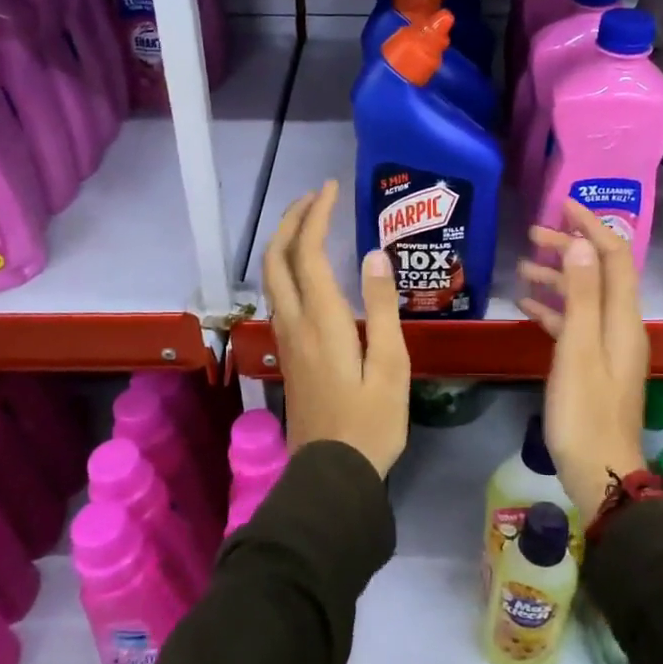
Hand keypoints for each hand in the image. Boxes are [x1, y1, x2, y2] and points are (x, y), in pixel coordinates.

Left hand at [261, 181, 410, 477]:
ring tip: (312, 224)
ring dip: (286, 242)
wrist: (332, 473)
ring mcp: (286, 339)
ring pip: (271, 278)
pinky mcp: (288, 354)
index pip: (308, 253)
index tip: (332, 189)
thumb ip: (381, 308)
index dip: (317, 216)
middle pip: (277, 259)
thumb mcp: (391, 365)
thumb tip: (373, 255)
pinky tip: (310, 270)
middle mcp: (295, 323)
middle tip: (316, 198)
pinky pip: (279, 296)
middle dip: (291, 221)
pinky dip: (288, 267)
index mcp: (321, 322)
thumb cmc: (371, 422)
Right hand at [516, 201, 649, 523]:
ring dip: (558, 277)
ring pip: (585, 297)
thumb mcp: (578, 350)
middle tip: (533, 233)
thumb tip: (581, 243)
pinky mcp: (592, 364)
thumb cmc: (584, 412)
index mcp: (623, 319)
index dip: (593, 226)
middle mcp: (621, 326)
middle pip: (600, 273)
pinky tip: (525, 304)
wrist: (599, 472)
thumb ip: (582, 296)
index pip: (614, 257)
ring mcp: (607, 346)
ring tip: (522, 266)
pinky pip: (574, 324)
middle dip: (570, 247)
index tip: (564, 204)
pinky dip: (553, 308)